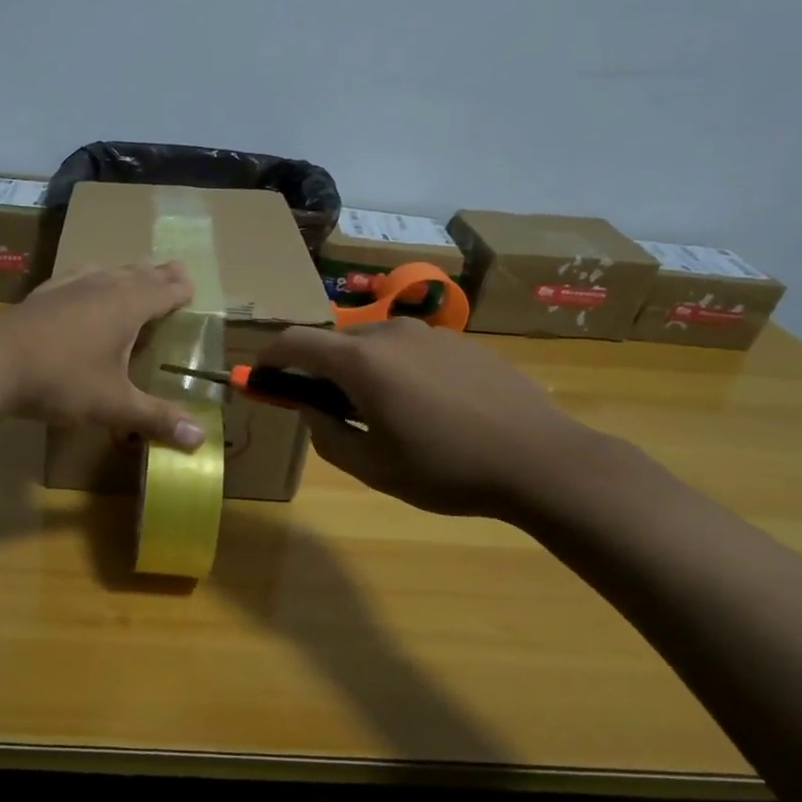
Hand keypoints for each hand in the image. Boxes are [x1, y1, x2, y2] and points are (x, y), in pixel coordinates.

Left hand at [0, 262, 206, 449]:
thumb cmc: (63, 380)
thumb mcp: (114, 404)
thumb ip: (157, 418)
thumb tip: (200, 440)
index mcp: (128, 306)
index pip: (165, 290)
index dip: (181, 289)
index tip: (192, 287)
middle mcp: (103, 286)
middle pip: (140, 273)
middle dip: (160, 274)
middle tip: (175, 271)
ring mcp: (70, 285)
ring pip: (109, 271)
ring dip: (127, 274)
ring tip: (134, 276)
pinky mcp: (44, 292)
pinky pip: (78, 276)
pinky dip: (93, 278)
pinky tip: (84, 284)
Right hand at [254, 320, 596, 515]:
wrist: (541, 460)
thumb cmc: (446, 469)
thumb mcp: (373, 466)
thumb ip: (326, 434)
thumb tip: (307, 407)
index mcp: (361, 362)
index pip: (294, 342)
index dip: (269, 358)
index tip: (260, 379)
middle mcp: (389, 334)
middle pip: (333, 341)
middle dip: (316, 369)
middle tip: (322, 408)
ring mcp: (429, 333)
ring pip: (372, 344)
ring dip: (357, 369)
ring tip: (379, 411)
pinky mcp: (459, 341)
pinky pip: (408, 348)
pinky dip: (394, 368)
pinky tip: (423, 405)